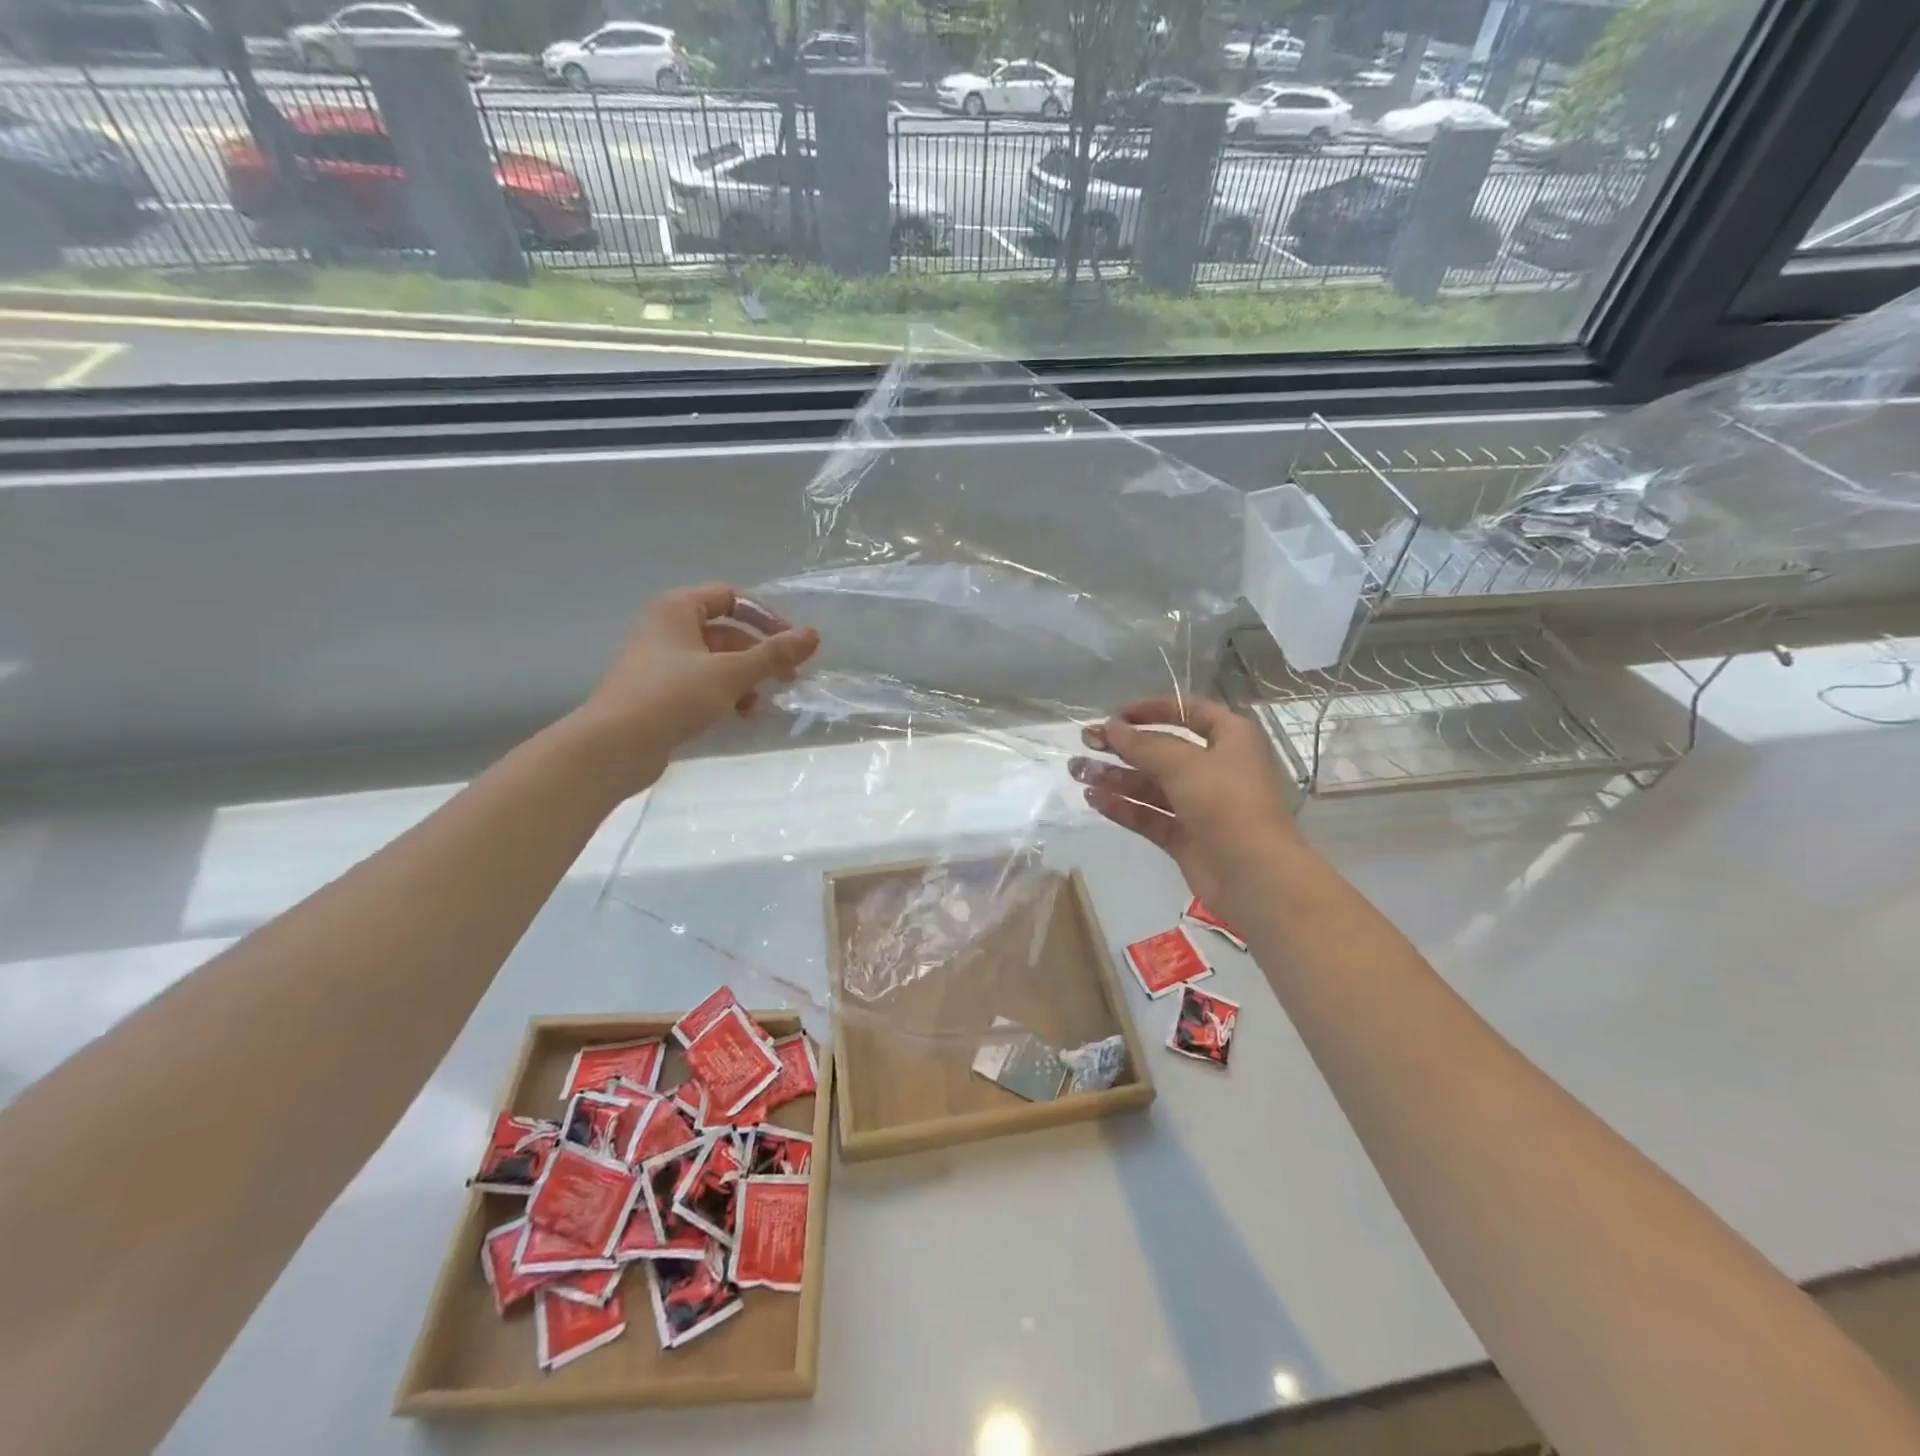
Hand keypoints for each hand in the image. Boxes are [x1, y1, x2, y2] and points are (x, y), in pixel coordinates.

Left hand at [565, 585, 819, 796]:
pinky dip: (725, 694)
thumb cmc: (672, 697)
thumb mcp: (731, 673)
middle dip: (759, 655)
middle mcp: (667, 627)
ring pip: (716, 661)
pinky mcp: (658, 691)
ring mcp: (660, 661)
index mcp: (678, 608)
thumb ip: (774, 654)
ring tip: (758, 706)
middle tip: (788, 678)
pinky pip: (702, 683)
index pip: (732, 597)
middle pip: (727, 631)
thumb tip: (813, 634)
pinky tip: (738, 716)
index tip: (791, 643)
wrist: (614, 746)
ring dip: (745, 679)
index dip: (766, 617)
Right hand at [1069, 698, 1296, 908]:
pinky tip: (1093, 799)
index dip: (1152, 709)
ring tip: (1078, 772)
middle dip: (1124, 746)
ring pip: (1152, 785)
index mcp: (1231, 739)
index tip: (1115, 715)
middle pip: (1163, 750)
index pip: (1189, 712)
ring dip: (1115, 777)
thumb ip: (1142, 745)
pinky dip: (1123, 807)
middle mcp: (1216, 768)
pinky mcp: (1186, 836)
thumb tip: (1108, 727)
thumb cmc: (1226, 803)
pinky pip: (1150, 815)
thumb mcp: (1183, 764)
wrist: (1254, 876)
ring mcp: (1200, 805)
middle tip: (1086, 742)